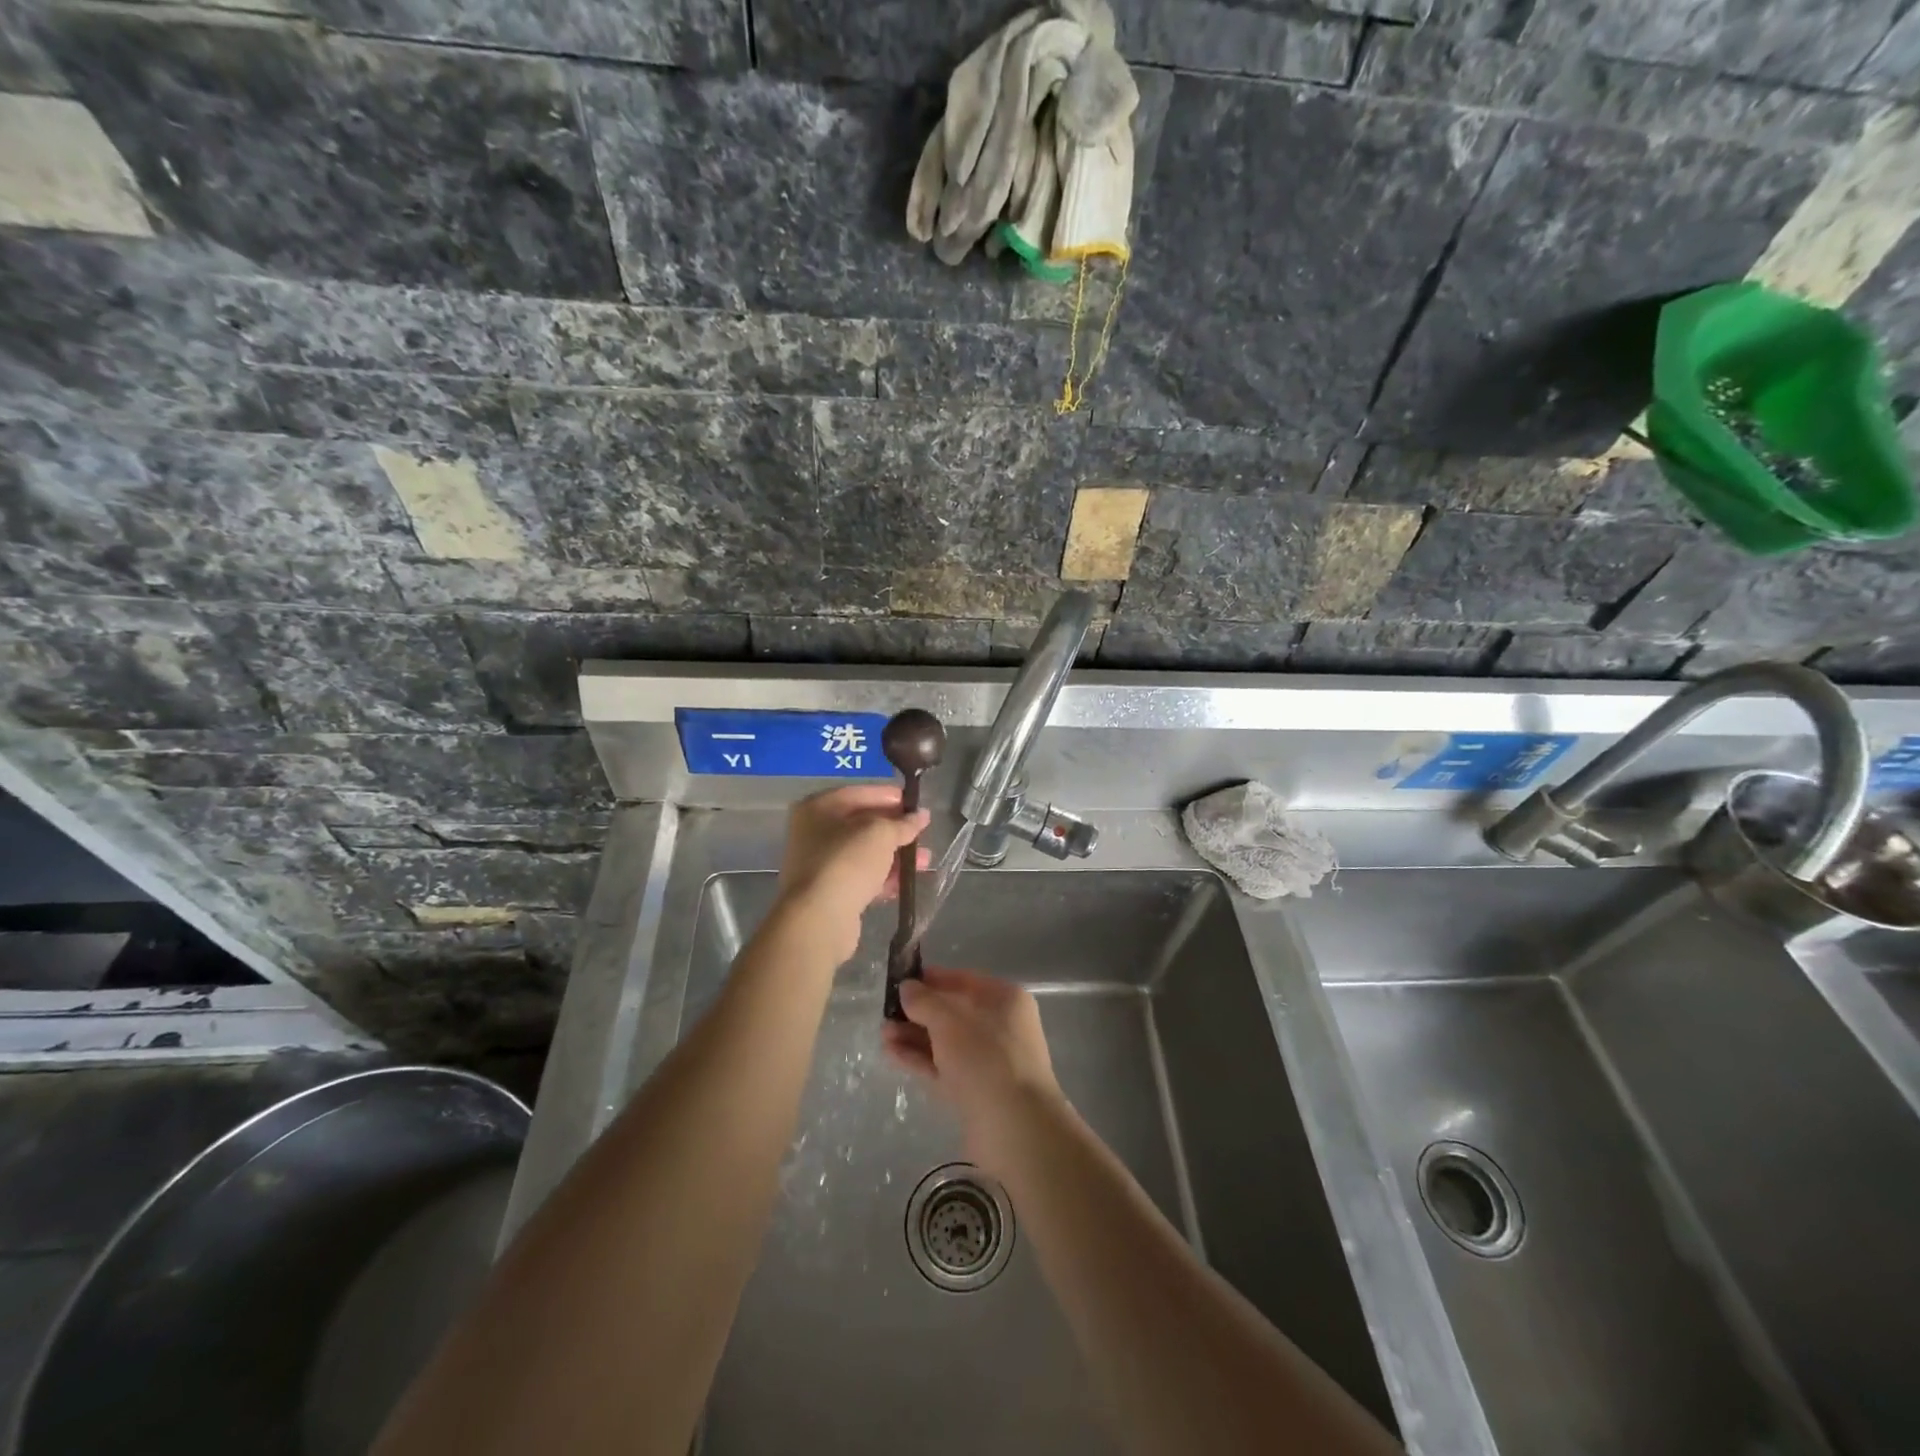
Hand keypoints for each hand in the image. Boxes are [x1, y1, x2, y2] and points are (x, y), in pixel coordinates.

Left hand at [773, 786, 929, 963]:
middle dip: (895, 830)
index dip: (889, 797)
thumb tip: (922, 816)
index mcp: (818, 808)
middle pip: (862, 824)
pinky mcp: (829, 892)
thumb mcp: (881, 834)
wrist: (820, 917)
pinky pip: (861, 877)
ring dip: (894, 856)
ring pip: (864, 853)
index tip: (915, 804)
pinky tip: (906, 883)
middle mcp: (813, 832)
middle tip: (922, 834)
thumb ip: (903, 823)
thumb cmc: (847, 861)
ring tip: (924, 862)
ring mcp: (819, 864)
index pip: (859, 794)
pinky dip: (883, 878)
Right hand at [883, 968, 1063, 1168]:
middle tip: (885, 1013)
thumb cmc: (986, 1058)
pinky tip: (891, 1054)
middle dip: (918, 1013)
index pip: (964, 981)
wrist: (1015, 1129)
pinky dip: (920, 1060)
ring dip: (914, 1037)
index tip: (901, 980)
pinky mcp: (976, 1092)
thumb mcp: (950, 1021)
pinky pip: (944, 1067)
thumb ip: (924, 1001)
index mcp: (1005, 1000)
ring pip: (946, 1042)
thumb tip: (906, 987)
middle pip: (953, 1013)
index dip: (932, 979)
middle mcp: (1001, 1027)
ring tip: (882, 1035)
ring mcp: (989, 1062)